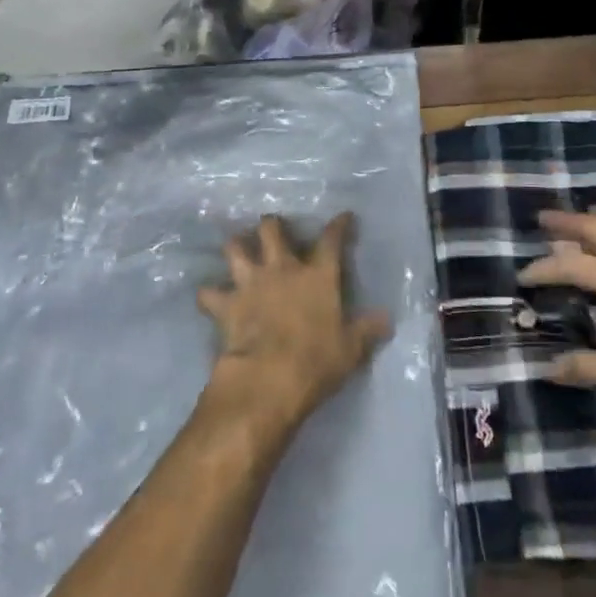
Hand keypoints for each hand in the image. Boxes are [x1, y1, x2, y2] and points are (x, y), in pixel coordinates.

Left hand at [198, 213, 391, 439]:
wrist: (268, 379)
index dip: (338, 225)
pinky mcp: (226, 304)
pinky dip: (209, 295)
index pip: (331, 240)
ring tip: (237, 249)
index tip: (343, 217)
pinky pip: (208, 293)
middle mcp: (282, 269)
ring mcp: (251, 283)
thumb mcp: (351, 349)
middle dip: (271, 225)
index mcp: (318, 275)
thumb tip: (387, 319)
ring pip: (235, 249)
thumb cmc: (316, 361)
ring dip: (236, 247)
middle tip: (272, 230)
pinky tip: (209, 298)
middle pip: (272, 230)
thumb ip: (367, 329)